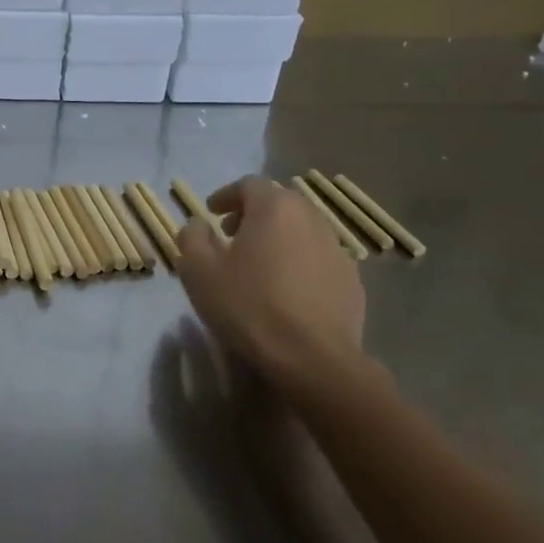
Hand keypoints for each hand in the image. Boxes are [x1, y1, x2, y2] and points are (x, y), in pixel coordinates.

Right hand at [175, 176, 366, 382]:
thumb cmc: (248, 306)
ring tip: (259, 264)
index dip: (226, 195)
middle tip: (232, 236)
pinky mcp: (352, 280)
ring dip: (278, 237)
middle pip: (280, 203)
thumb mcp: (199, 271)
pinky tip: (286, 290)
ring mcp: (337, 249)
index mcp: (274, 208)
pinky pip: (318, 258)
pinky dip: (299, 262)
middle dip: (253, 214)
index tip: (211, 213)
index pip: (249, 184)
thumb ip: (192, 237)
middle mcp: (311, 218)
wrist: (312, 358)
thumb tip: (198, 224)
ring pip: (302, 230)